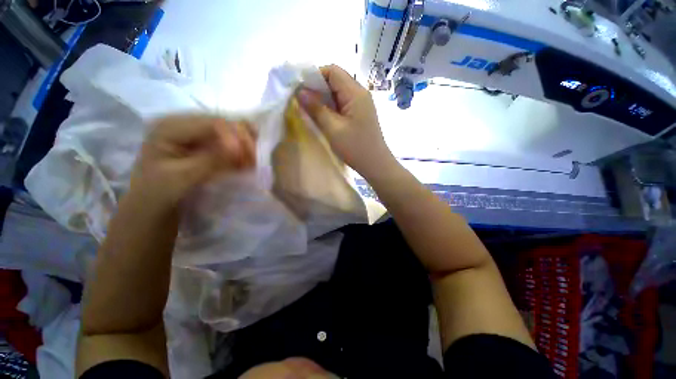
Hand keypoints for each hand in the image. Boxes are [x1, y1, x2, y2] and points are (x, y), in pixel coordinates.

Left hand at [130, 114, 254, 207]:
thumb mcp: (182, 177)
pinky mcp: (203, 140)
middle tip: (255, 161)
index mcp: (169, 126)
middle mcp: (184, 122)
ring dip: (245, 144)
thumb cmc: (159, 191)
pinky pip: (229, 139)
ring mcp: (194, 130)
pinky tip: (247, 160)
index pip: (211, 123)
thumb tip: (238, 148)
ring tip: (252, 162)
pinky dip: (241, 149)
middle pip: (224, 123)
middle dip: (243, 141)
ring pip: (230, 130)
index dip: (235, 137)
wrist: (152, 201)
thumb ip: (210, 161)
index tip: (248, 159)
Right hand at [297, 64, 395, 178]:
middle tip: (303, 101)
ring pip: (339, 92)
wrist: (375, 164)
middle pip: (336, 80)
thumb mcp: (333, 128)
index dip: (315, 76)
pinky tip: (324, 116)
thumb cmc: (355, 147)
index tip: (301, 89)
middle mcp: (360, 93)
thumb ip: (316, 108)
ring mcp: (362, 104)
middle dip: (318, 87)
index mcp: (355, 93)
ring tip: (311, 109)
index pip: (333, 71)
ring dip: (324, 98)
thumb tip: (300, 91)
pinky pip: (344, 103)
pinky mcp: (360, 113)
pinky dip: (332, 106)